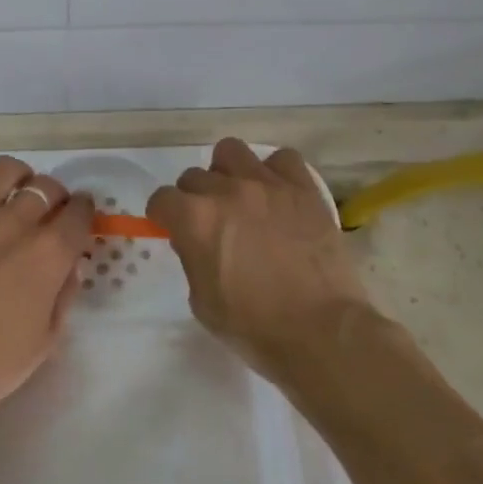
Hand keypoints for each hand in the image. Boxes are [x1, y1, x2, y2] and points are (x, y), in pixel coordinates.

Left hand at [0, 156, 92, 429]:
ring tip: (12, 197)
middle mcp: (16, 221)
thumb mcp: (45, 341)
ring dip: (17, 179)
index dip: (85, 213)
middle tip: (47, 216)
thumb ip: (63, 296)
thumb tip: (69, 267)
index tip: (80, 220)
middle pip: (47, 186)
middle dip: (55, 197)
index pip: (80, 212)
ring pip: (5, 170)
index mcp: (49, 251)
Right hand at [146, 138, 372, 377]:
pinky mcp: (303, 189)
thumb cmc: (254, 327)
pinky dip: (276, 172)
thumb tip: (196, 241)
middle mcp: (227, 191)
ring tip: (240, 197)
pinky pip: (283, 159)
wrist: (320, 331)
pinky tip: (277, 195)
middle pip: (194, 176)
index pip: (162, 199)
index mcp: (195, 219)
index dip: (163, 215)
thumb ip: (192, 259)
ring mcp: (267, 185)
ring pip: (232, 151)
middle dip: (194, 197)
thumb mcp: (202, 301)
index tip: (170, 228)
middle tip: (210, 222)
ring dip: (228, 172)